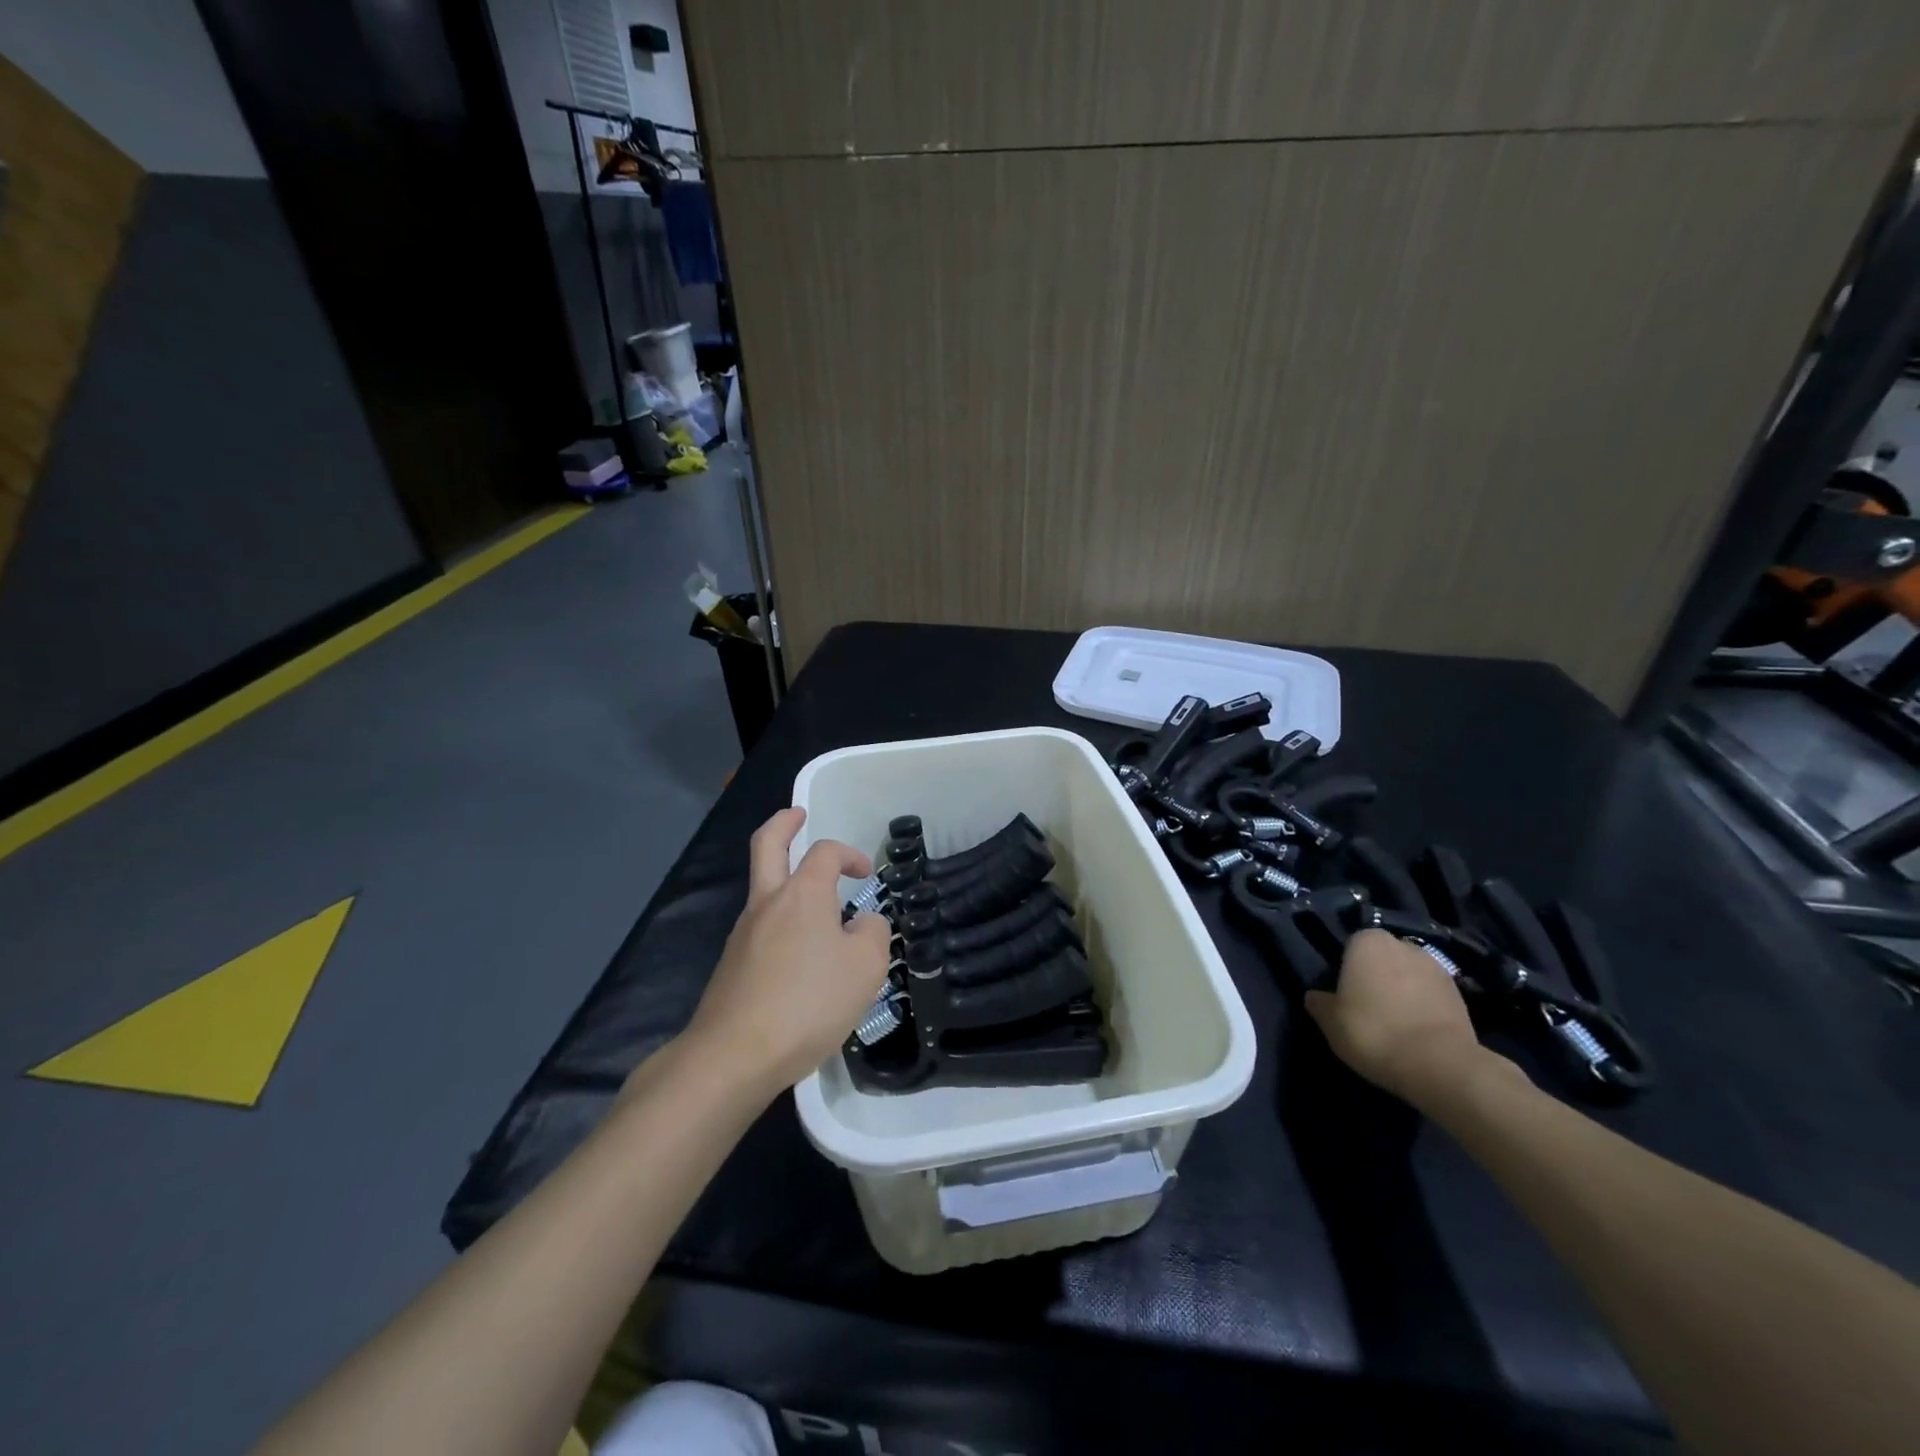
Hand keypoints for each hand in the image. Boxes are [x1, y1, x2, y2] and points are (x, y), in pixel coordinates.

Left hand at [683, 807, 891, 1098]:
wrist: (734, 1055)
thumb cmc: (809, 1002)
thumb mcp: (866, 967)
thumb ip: (874, 934)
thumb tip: (864, 924)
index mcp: (802, 893)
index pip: (825, 852)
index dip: (849, 854)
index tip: (867, 874)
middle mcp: (767, 903)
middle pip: (767, 846)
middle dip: (783, 825)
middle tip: (797, 814)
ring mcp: (743, 934)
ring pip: (763, 890)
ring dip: (786, 882)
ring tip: (818, 909)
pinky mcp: (732, 966)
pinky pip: (761, 930)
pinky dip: (781, 924)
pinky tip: (801, 958)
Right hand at [1304, 929, 1492, 1105]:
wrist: (1440, 1065)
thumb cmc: (1373, 1032)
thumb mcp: (1329, 1021)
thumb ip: (1319, 1002)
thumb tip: (1316, 997)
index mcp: (1367, 941)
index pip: (1350, 945)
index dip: (1345, 968)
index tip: (1343, 993)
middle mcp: (1403, 944)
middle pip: (1382, 957)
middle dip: (1376, 975)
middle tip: (1366, 1006)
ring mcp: (1436, 968)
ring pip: (1408, 975)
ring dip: (1402, 990)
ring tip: (1394, 1022)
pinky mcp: (1460, 995)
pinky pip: (1430, 995)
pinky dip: (1423, 1007)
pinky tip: (1415, 1031)